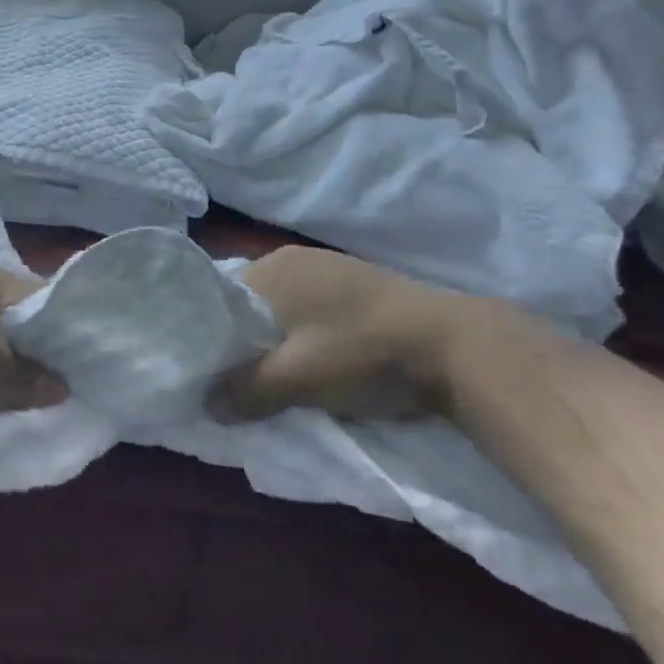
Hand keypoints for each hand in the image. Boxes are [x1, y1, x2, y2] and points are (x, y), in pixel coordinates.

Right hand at [215, 245, 473, 421]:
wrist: (455, 346)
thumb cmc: (361, 353)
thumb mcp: (296, 380)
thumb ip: (246, 391)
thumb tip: (208, 405)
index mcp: (270, 268)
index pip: (217, 299)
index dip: (209, 335)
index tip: (207, 370)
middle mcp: (292, 258)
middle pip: (248, 304)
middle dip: (242, 340)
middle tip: (239, 379)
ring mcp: (328, 267)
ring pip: (280, 307)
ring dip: (274, 338)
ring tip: (277, 374)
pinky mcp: (356, 282)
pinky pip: (309, 307)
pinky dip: (302, 332)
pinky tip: (314, 357)